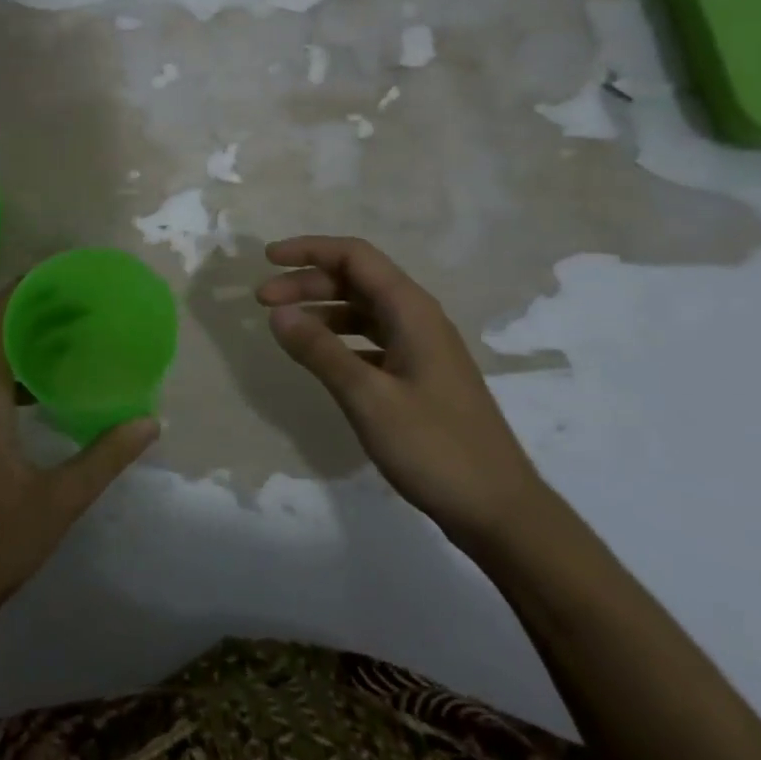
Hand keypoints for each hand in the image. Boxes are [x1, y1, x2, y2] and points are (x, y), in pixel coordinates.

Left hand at [0, 285, 158, 631]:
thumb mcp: (59, 501)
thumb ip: (105, 457)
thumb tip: (150, 422)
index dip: (19, 290)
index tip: (56, 275)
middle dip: (30, 315)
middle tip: (77, 306)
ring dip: (20, 348)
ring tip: (66, 344)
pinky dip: (10, 378)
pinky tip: (41, 398)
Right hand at [256, 235, 546, 547]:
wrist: (498, 509)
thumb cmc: (434, 447)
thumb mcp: (367, 397)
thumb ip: (320, 351)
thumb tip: (277, 312)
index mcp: (411, 311)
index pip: (355, 256)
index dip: (309, 250)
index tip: (267, 260)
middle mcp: (418, 319)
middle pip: (357, 280)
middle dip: (307, 282)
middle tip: (262, 301)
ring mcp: (422, 348)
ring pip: (363, 310)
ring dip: (321, 309)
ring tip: (284, 327)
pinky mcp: (420, 376)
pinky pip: (372, 339)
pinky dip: (339, 338)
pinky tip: (320, 358)